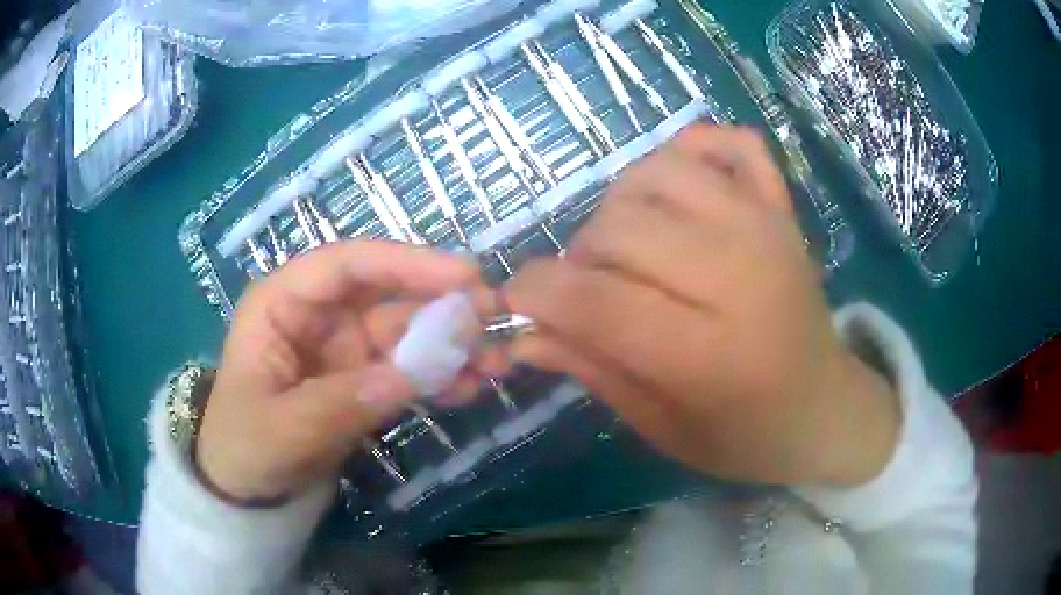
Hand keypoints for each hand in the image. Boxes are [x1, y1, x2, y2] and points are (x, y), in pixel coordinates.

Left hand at [197, 241, 481, 502]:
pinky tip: (470, 388)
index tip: (463, 277)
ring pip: (405, 332)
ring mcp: (343, 349)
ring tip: (495, 362)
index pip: (346, 265)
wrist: (246, 490)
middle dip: (440, 304)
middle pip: (385, 294)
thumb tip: (409, 377)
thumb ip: (339, 403)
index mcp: (282, 303)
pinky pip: (407, 370)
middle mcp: (318, 315)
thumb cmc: (244, 447)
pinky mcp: (362, 381)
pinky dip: (439, 376)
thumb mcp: (281, 430)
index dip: (405, 263)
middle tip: (494, 320)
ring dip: (450, 344)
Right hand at [505, 125, 899, 487]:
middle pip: (619, 228)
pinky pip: (728, 142)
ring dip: (622, 208)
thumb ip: (593, 371)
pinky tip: (678, 192)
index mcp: (710, 354)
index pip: (597, 301)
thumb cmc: (744, 435)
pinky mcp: (781, 207)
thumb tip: (522, 334)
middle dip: (579, 259)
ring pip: (656, 173)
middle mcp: (740, 274)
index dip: (537, 293)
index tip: (517, 302)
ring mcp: (765, 227)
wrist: (825, 408)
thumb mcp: (661, 427)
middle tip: (591, 293)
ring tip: (632, 247)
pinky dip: (693, 149)